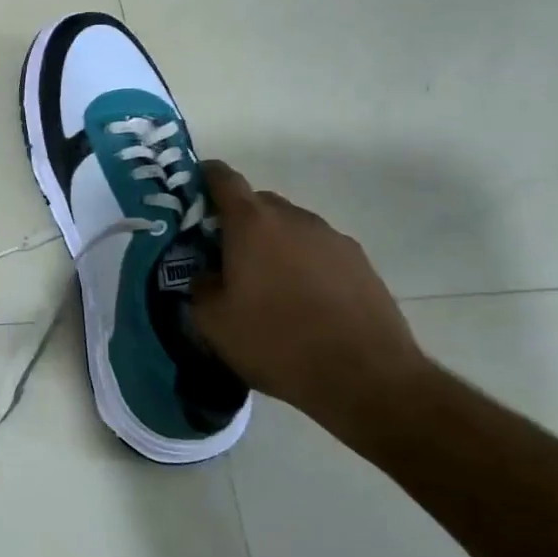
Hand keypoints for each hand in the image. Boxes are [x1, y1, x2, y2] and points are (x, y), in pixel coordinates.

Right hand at [191, 162, 429, 417]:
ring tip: (265, 285)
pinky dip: (302, 264)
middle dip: (236, 221)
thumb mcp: (213, 322)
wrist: (367, 378)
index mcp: (252, 223)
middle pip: (257, 203)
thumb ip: (200, 286)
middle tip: (222, 256)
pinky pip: (318, 250)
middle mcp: (294, 218)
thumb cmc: (277, 342)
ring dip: (272, 244)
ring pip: (290, 227)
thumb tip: (206, 274)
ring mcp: (332, 238)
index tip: (191, 197)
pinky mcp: (361, 263)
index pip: (222, 178)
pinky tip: (301, 302)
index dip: (203, 179)